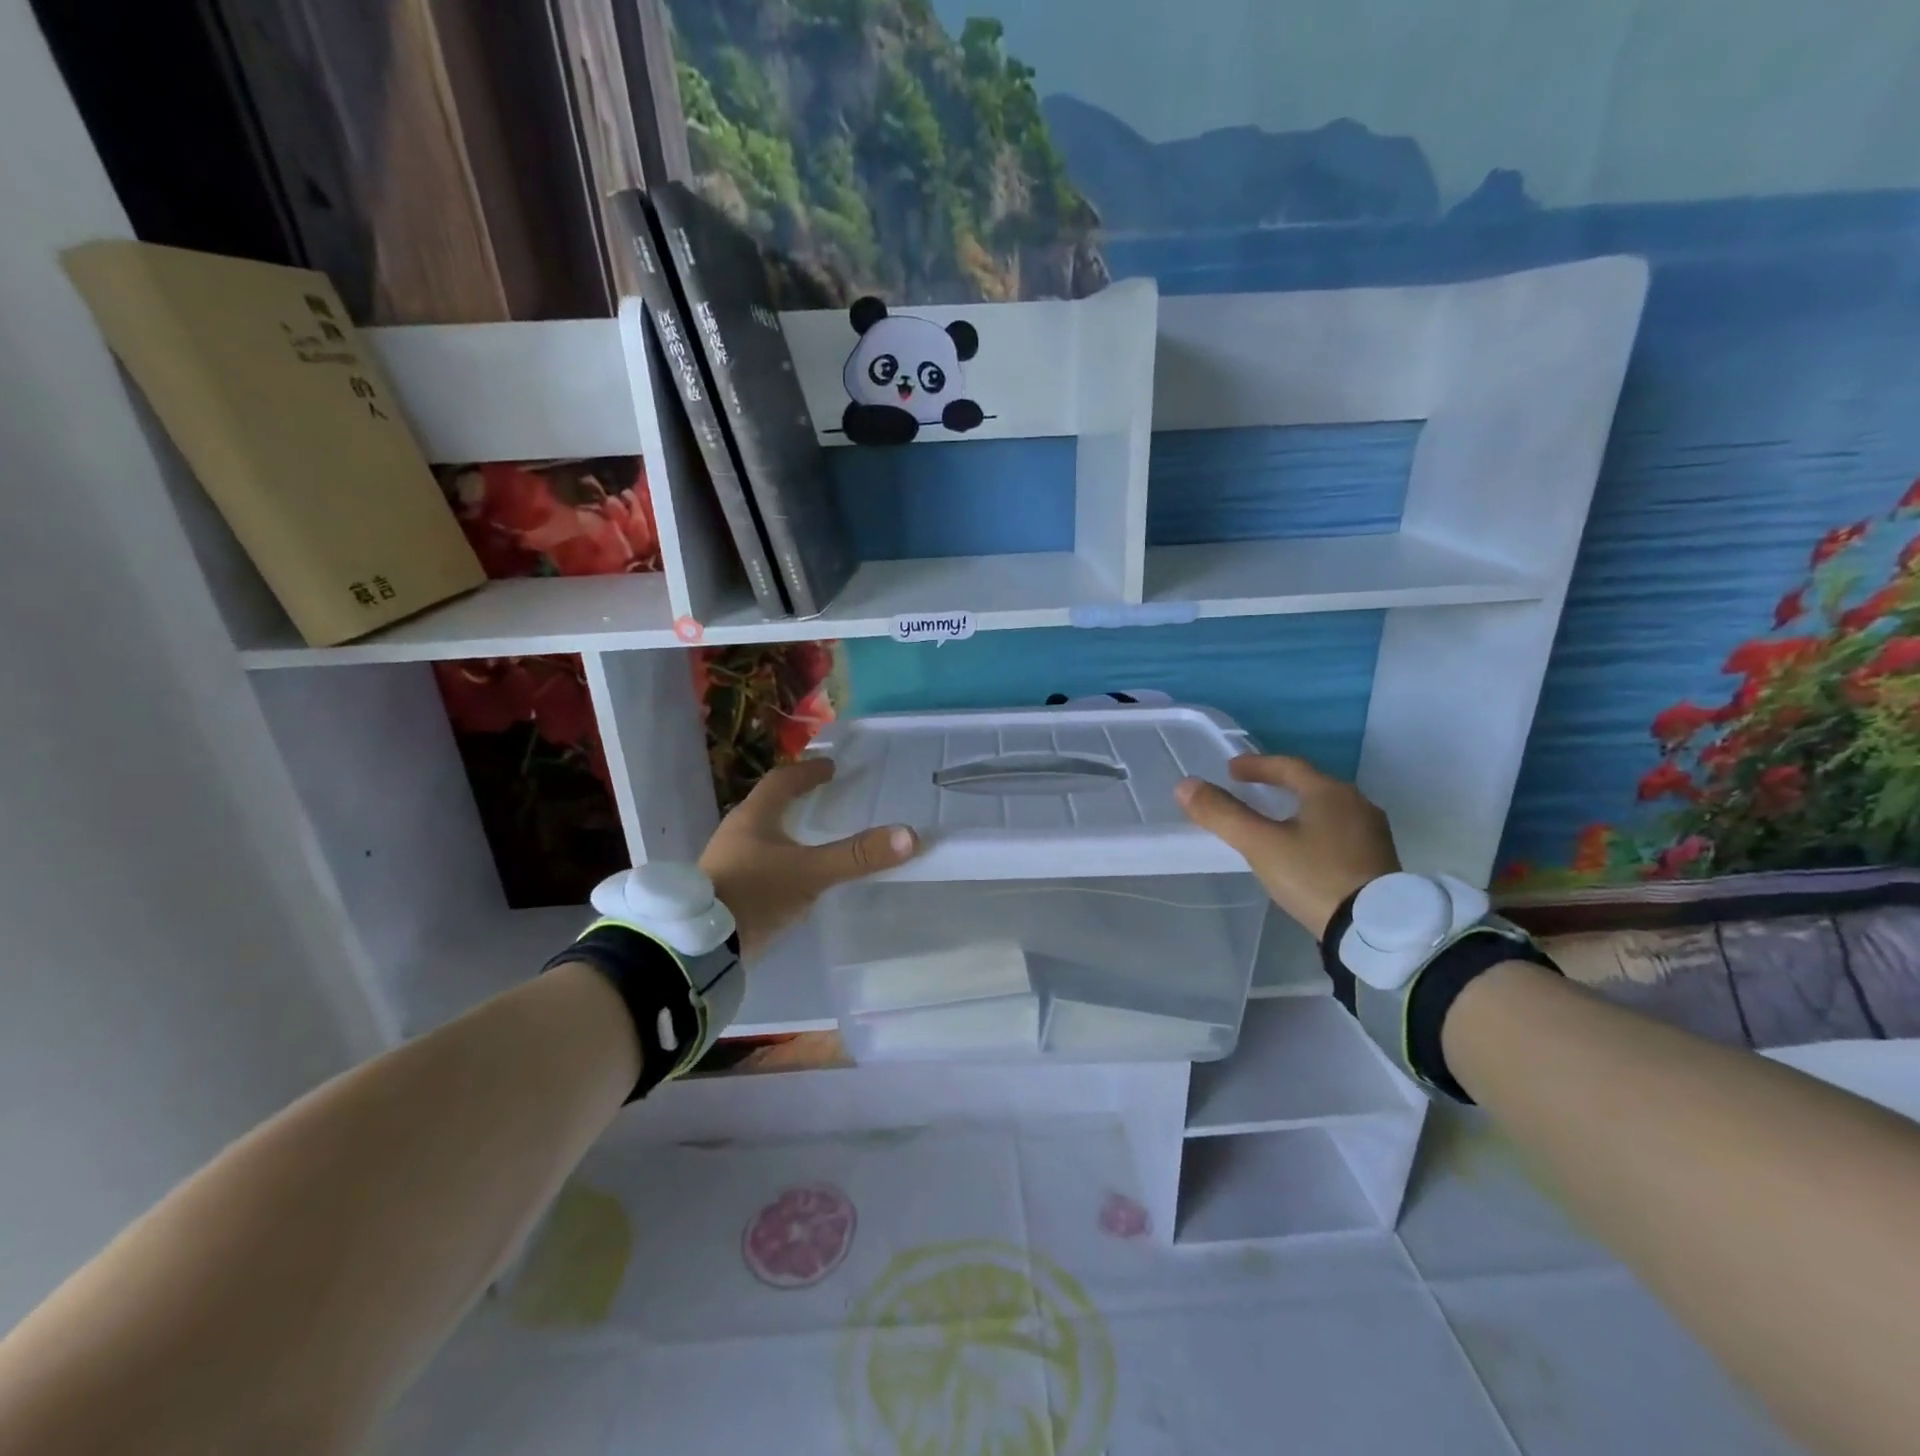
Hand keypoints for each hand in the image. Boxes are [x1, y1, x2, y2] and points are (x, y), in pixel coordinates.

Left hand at [699, 758, 916, 957]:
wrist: (700, 947)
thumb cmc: (754, 895)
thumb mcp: (810, 873)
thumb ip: (856, 856)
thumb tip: (909, 835)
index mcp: (753, 817)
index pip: (782, 781)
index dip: (808, 772)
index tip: (832, 768)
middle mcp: (737, 833)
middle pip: (770, 805)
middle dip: (798, 799)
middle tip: (826, 797)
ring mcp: (729, 862)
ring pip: (764, 834)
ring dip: (788, 829)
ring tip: (814, 835)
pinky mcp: (728, 889)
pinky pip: (760, 862)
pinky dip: (781, 858)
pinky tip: (795, 875)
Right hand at [1175, 755, 1399, 939]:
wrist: (1375, 929)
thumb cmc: (1314, 876)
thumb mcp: (1260, 844)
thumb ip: (1222, 814)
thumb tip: (1185, 785)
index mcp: (1329, 792)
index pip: (1287, 766)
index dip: (1256, 765)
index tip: (1231, 770)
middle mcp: (1357, 804)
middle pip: (1311, 784)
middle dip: (1278, 785)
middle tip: (1251, 790)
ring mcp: (1372, 833)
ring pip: (1327, 809)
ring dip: (1298, 807)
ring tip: (1276, 819)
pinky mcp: (1379, 860)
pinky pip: (1340, 831)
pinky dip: (1316, 829)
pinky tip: (1306, 849)